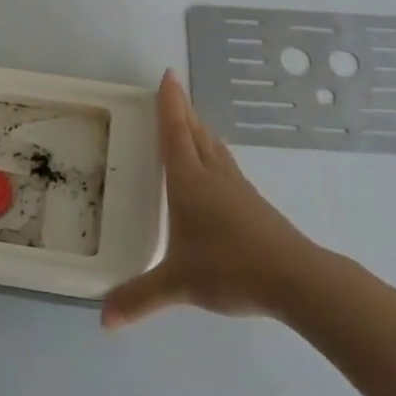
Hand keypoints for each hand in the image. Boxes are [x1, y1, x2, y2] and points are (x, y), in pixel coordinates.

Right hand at [101, 72, 317, 328]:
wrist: (293, 277)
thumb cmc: (230, 268)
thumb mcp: (178, 284)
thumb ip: (140, 297)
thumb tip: (103, 320)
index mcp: (189, 182)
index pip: (174, 132)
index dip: (169, 104)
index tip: (168, 75)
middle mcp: (212, 175)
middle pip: (194, 132)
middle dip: (182, 109)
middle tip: (172, 90)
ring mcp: (236, 186)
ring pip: (213, 146)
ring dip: (199, 128)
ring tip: (190, 120)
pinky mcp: (252, 201)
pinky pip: (225, 163)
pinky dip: (213, 152)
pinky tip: (215, 165)